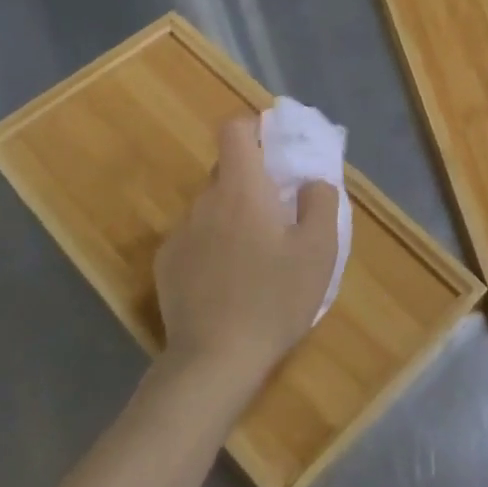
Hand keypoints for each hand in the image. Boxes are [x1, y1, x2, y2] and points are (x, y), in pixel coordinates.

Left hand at [154, 116, 339, 393]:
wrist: (214, 359)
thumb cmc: (274, 298)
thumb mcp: (319, 250)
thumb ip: (321, 203)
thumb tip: (312, 181)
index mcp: (241, 188)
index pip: (234, 128)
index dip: (253, 127)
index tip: (275, 147)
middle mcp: (204, 201)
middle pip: (226, 170)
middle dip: (252, 180)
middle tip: (279, 213)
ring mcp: (180, 233)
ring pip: (211, 207)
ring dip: (233, 215)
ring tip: (256, 255)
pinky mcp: (166, 264)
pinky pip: (195, 237)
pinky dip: (213, 244)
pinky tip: (228, 281)